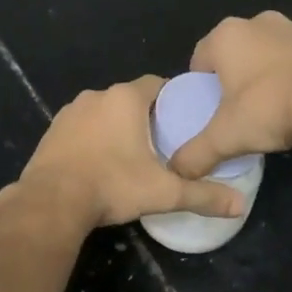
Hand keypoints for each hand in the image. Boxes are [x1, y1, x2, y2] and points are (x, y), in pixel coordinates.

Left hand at [19, 77, 244, 229]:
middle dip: (145, 116)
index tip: (182, 120)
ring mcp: (70, 111)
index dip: (172, 99)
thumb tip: (240, 206)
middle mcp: (96, 96)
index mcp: (125, 99)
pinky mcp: (52, 130)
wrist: (51, 201)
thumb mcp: (163, 192)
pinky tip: (99, 162)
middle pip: (130, 98)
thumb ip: (202, 195)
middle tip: (162, 142)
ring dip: (116, 126)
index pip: (157, 85)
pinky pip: (81, 127)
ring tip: (131, 154)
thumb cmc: (112, 185)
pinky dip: (93, 138)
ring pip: (103, 112)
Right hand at [168, 12, 291, 178]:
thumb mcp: (225, 137)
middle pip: (234, 53)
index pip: (200, 58)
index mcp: (226, 35)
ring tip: (271, 109)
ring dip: (265, 74)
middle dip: (234, 77)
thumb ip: (196, 153)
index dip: (201, 86)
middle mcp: (257, 22)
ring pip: (267, 53)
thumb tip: (177, 171)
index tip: (210, 110)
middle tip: (238, 111)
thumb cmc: (268, 109)